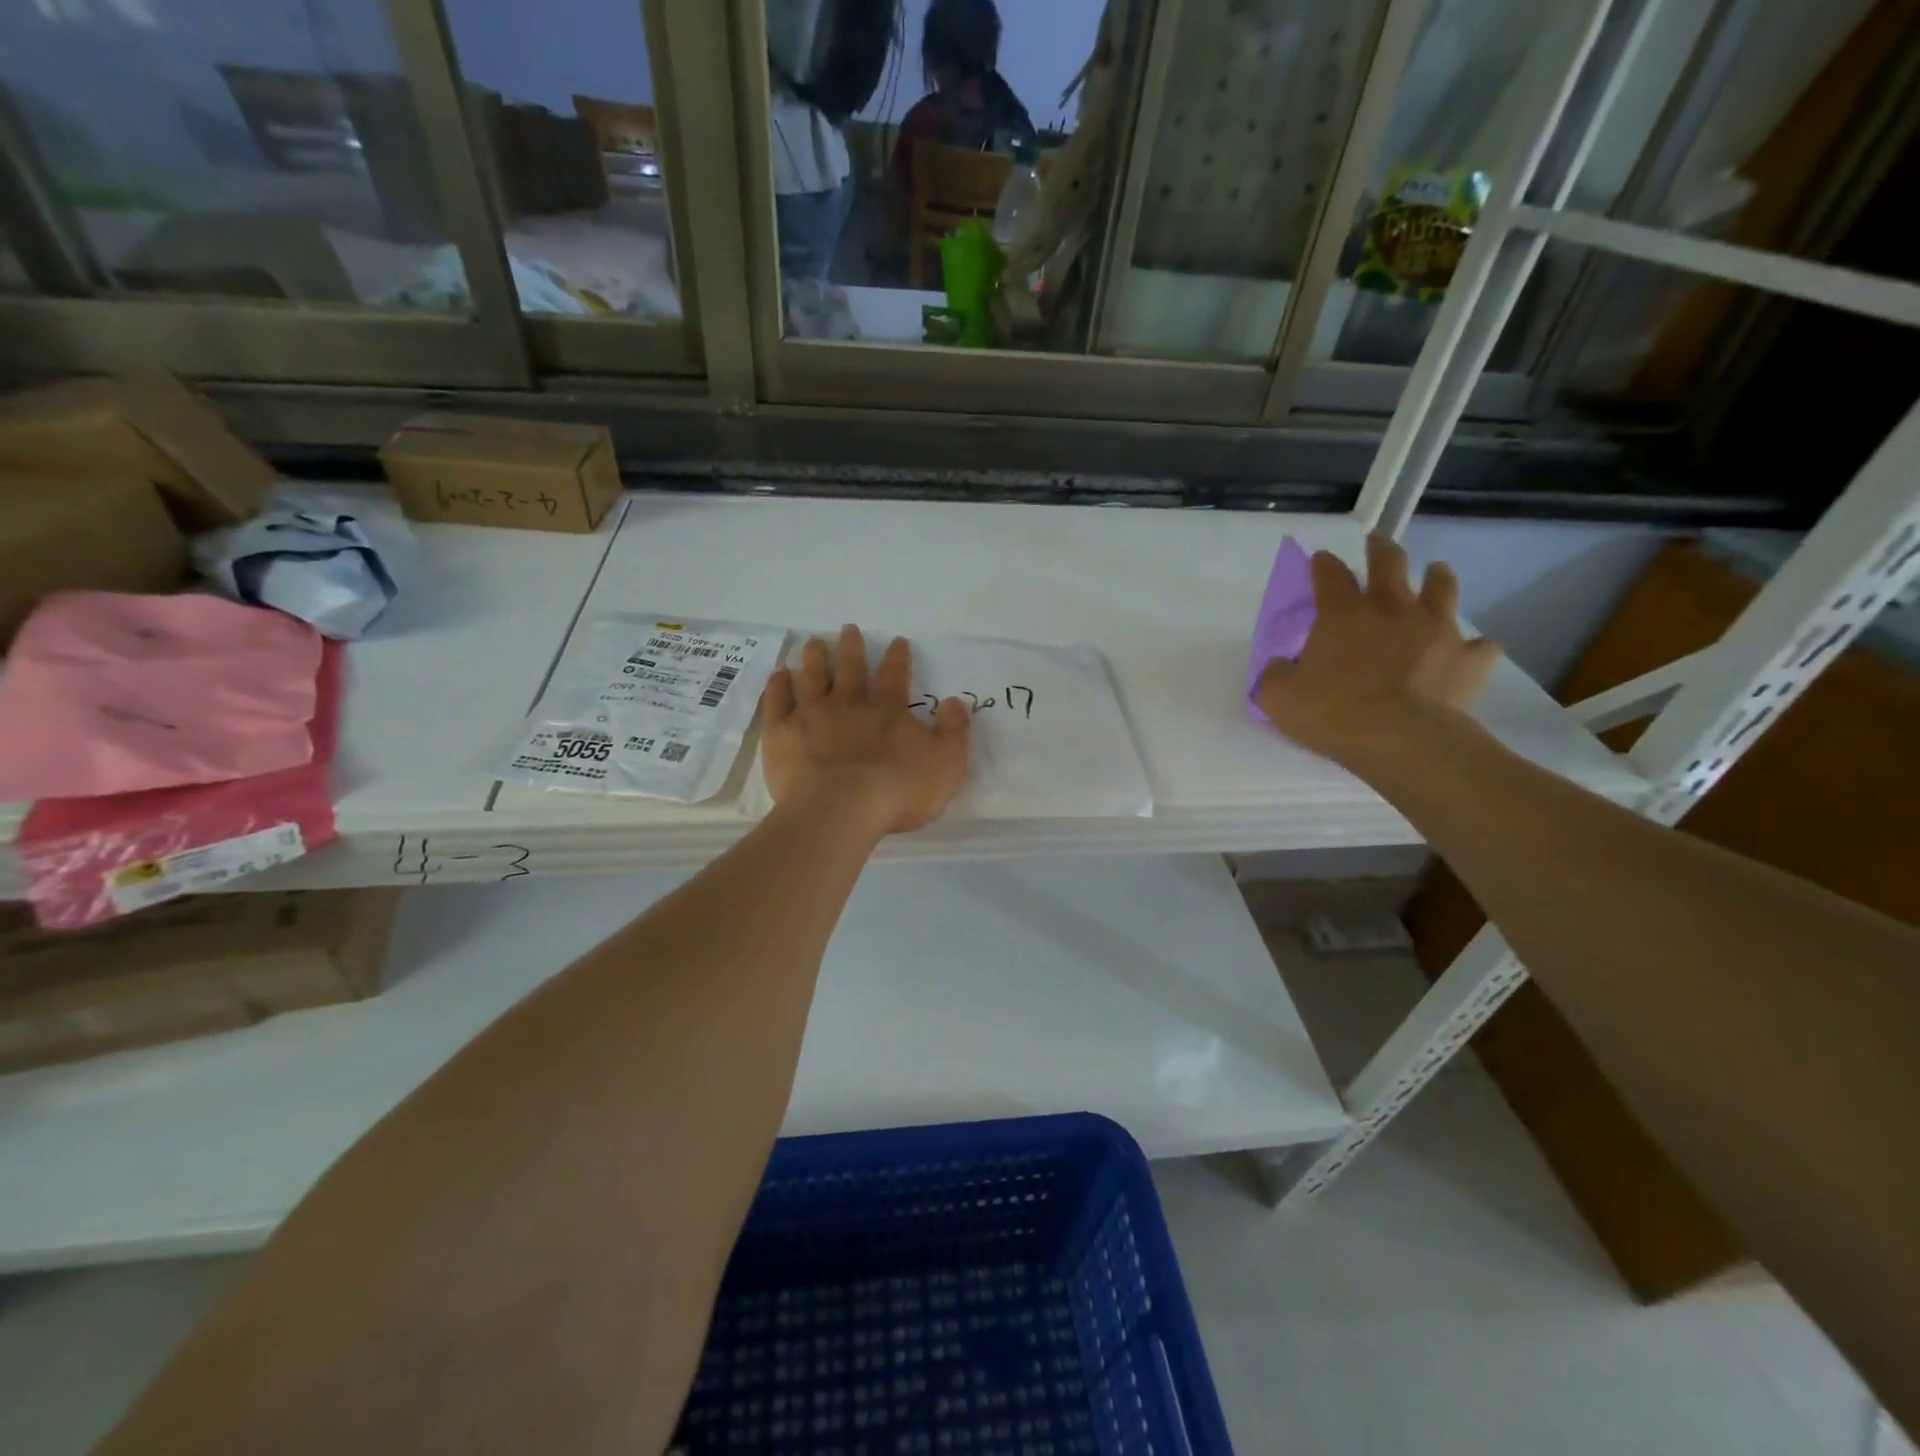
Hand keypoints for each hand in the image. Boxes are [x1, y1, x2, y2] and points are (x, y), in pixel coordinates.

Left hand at [761, 626, 971, 835]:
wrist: (842, 809)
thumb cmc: (899, 791)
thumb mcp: (945, 763)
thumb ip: (953, 731)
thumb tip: (954, 702)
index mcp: (888, 711)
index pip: (896, 676)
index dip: (898, 658)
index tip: (897, 641)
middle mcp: (849, 704)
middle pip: (851, 669)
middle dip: (851, 648)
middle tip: (848, 629)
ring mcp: (812, 715)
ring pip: (813, 677)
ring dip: (814, 658)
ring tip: (814, 642)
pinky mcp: (782, 732)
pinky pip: (778, 702)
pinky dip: (778, 686)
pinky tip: (779, 675)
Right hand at [1255, 535, 1501, 768]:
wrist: (1402, 740)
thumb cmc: (1333, 713)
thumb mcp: (1278, 697)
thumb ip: (1275, 675)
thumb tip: (1281, 666)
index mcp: (1343, 614)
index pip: (1330, 575)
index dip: (1323, 564)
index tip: (1320, 559)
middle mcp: (1392, 610)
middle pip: (1390, 563)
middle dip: (1380, 550)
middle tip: (1377, 544)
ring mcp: (1437, 629)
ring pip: (1443, 588)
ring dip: (1438, 577)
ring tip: (1436, 572)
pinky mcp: (1469, 658)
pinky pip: (1479, 645)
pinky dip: (1473, 646)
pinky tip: (1469, 650)